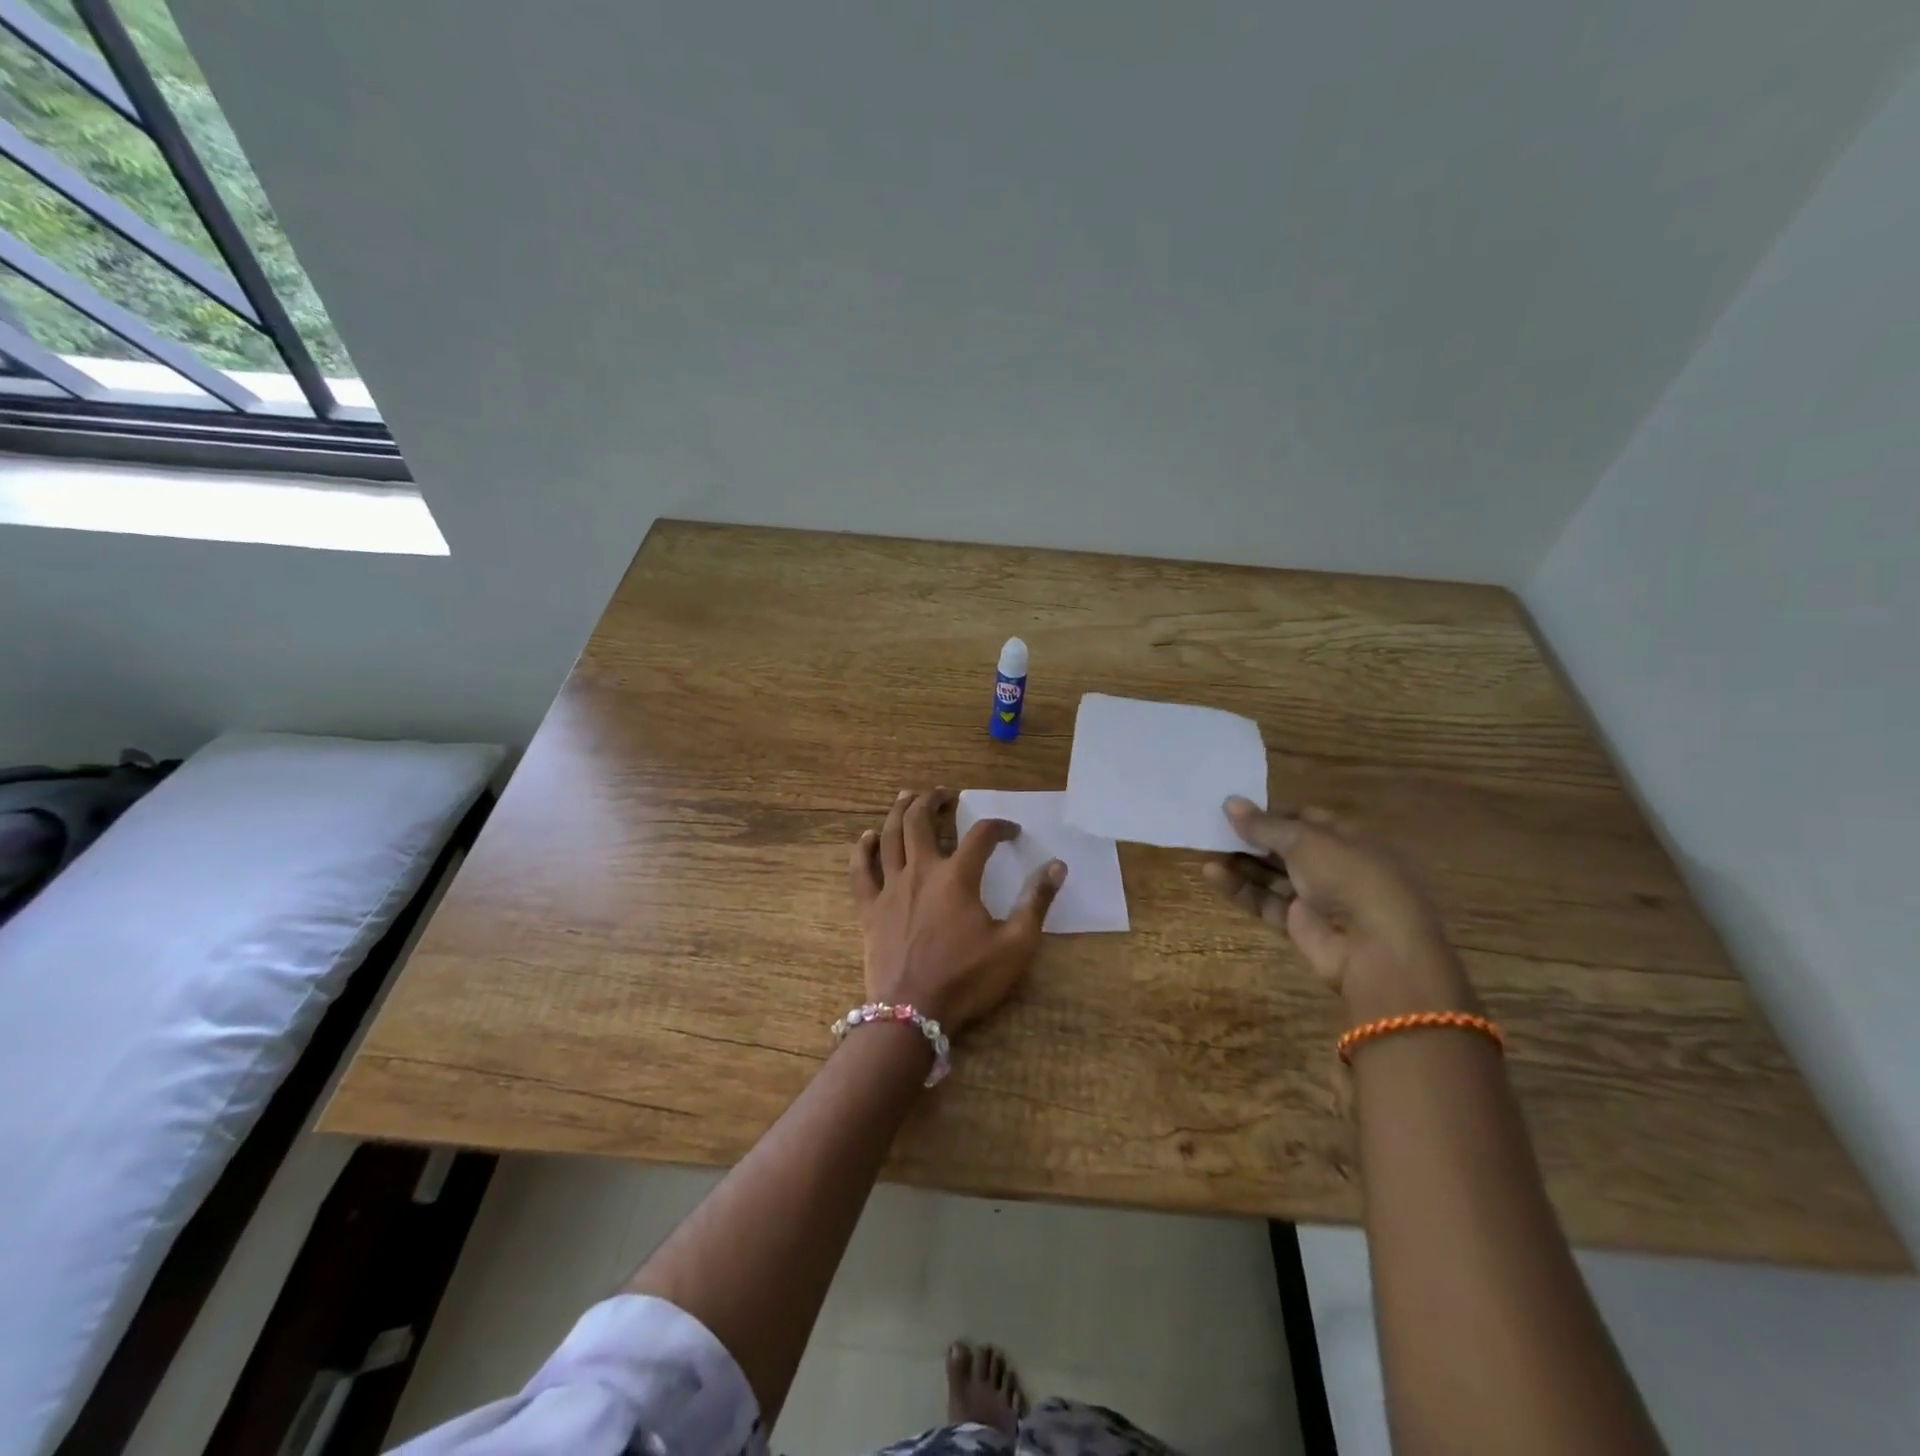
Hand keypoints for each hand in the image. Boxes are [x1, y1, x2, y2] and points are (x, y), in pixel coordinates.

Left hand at [849, 788, 1065, 1034]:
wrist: (912, 1013)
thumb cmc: (967, 979)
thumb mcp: (1015, 944)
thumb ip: (1036, 902)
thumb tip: (1057, 865)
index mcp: (957, 877)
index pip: (981, 835)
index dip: (999, 827)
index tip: (1011, 831)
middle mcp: (921, 871)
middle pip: (922, 820)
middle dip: (934, 800)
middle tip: (944, 793)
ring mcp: (890, 887)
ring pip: (890, 836)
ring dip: (899, 811)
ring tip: (907, 796)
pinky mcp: (869, 908)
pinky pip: (860, 870)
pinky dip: (863, 849)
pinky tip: (867, 836)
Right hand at [1204, 797, 1475, 1021]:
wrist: (1376, 948)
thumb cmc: (1349, 877)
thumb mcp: (1304, 840)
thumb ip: (1263, 825)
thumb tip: (1229, 802)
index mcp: (1347, 837)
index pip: (1305, 818)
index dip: (1272, 813)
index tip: (1237, 809)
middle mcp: (1333, 865)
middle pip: (1285, 847)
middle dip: (1252, 838)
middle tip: (1214, 828)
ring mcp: (1317, 897)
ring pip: (1271, 874)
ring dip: (1241, 862)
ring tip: (1206, 849)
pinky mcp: (1298, 924)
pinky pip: (1264, 900)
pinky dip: (1240, 887)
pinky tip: (1211, 872)